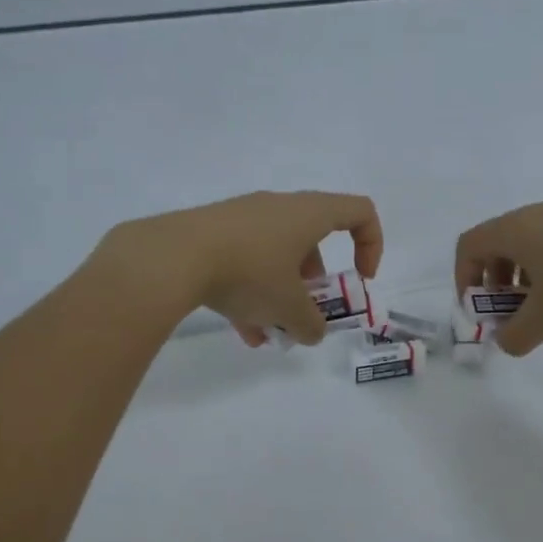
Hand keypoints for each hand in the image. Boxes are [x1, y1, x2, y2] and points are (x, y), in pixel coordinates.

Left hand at [103, 191, 383, 345]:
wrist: (171, 257)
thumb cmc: (248, 272)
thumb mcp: (288, 307)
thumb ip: (311, 324)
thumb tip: (313, 332)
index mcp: (307, 214)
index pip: (359, 212)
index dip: (371, 245)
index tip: (360, 280)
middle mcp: (277, 207)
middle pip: (311, 240)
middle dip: (313, 283)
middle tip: (305, 313)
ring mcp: (241, 218)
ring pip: (274, 256)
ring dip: (279, 295)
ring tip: (269, 334)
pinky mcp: (211, 232)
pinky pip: (243, 261)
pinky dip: (250, 293)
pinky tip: (242, 331)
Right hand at [455, 199, 542, 355]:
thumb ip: (516, 336)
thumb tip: (505, 343)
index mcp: (514, 230)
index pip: (468, 246)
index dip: (463, 277)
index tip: (477, 307)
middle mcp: (535, 213)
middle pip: (497, 242)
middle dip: (494, 280)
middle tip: (508, 310)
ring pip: (527, 240)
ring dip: (521, 273)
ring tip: (542, 303)